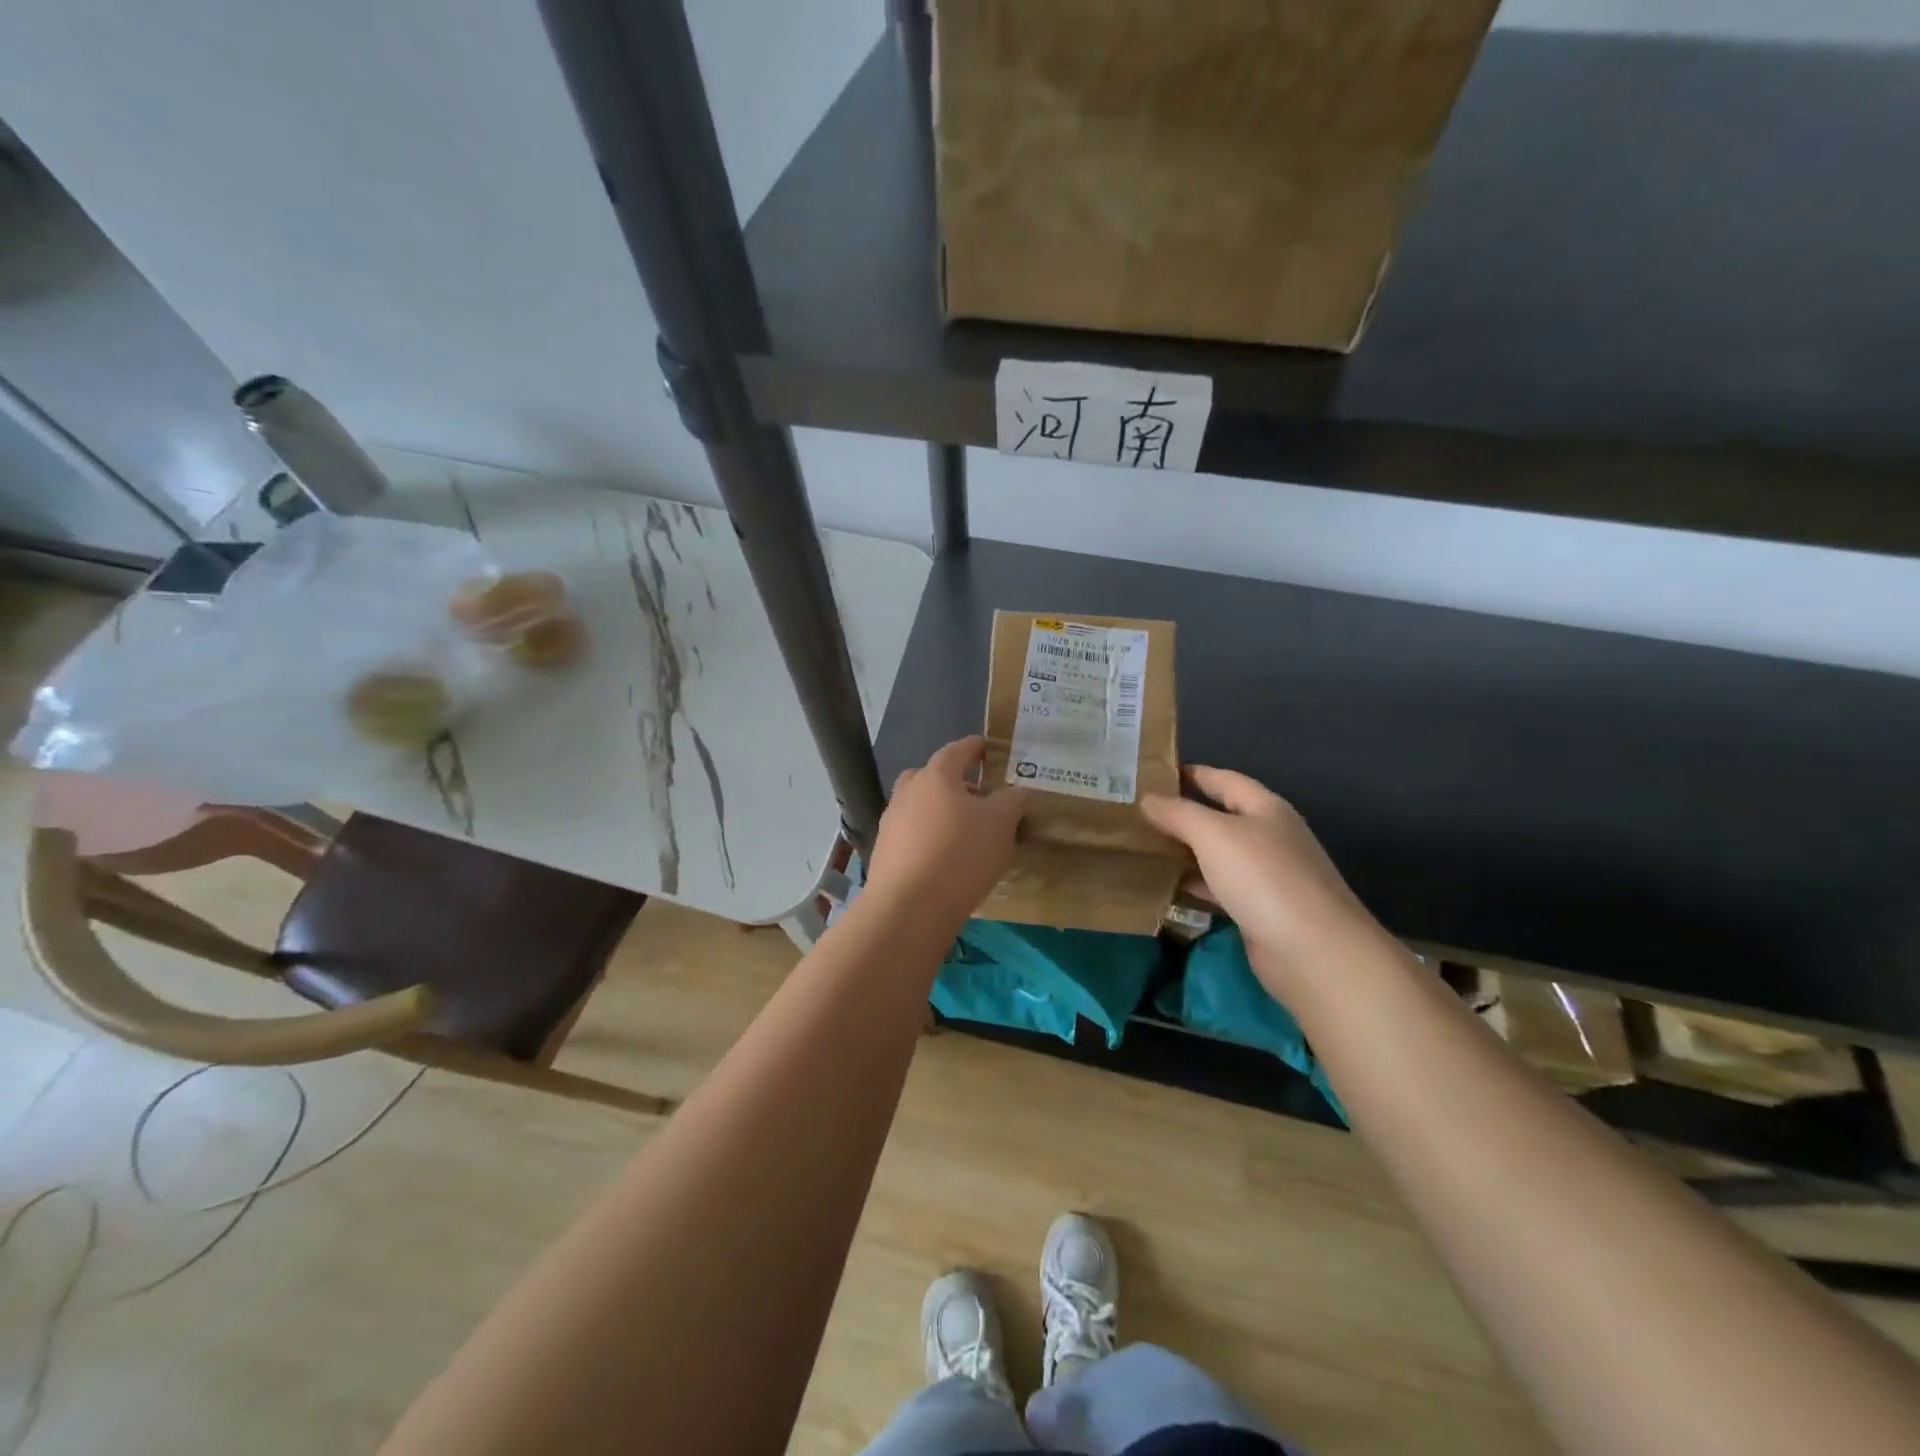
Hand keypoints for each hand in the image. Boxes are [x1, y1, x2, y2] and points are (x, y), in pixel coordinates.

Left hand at [865, 736, 1028, 926]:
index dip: (975, 747)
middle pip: (930, 777)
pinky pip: (912, 836)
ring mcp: (891, 824)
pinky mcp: (884, 854)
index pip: (957, 750)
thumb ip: (1012, 801)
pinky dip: (929, 840)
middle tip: (977, 797)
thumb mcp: (1001, 824)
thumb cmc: (960, 854)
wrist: (909, 908)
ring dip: (939, 813)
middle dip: (953, 782)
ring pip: (919, 808)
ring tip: (966, 834)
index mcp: (935, 776)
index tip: (988, 748)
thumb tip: (1016, 793)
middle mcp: (907, 793)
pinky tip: (946, 861)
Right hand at [1142, 767, 1385, 996]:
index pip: (1222, 779)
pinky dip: (1193, 885)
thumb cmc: (1263, 878)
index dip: (1188, 773)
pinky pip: (1218, 888)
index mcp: (1264, 808)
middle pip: (1218, 817)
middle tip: (1135, 814)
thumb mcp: (1213, 834)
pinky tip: (1165, 887)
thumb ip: (1178, 813)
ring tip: (1142, 848)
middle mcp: (1268, 836)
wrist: (1312, 951)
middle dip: (1180, 814)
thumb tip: (1147, 799)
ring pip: (1216, 854)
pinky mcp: (1259, 910)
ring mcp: (1266, 875)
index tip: (1149, 775)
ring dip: (1183, 851)